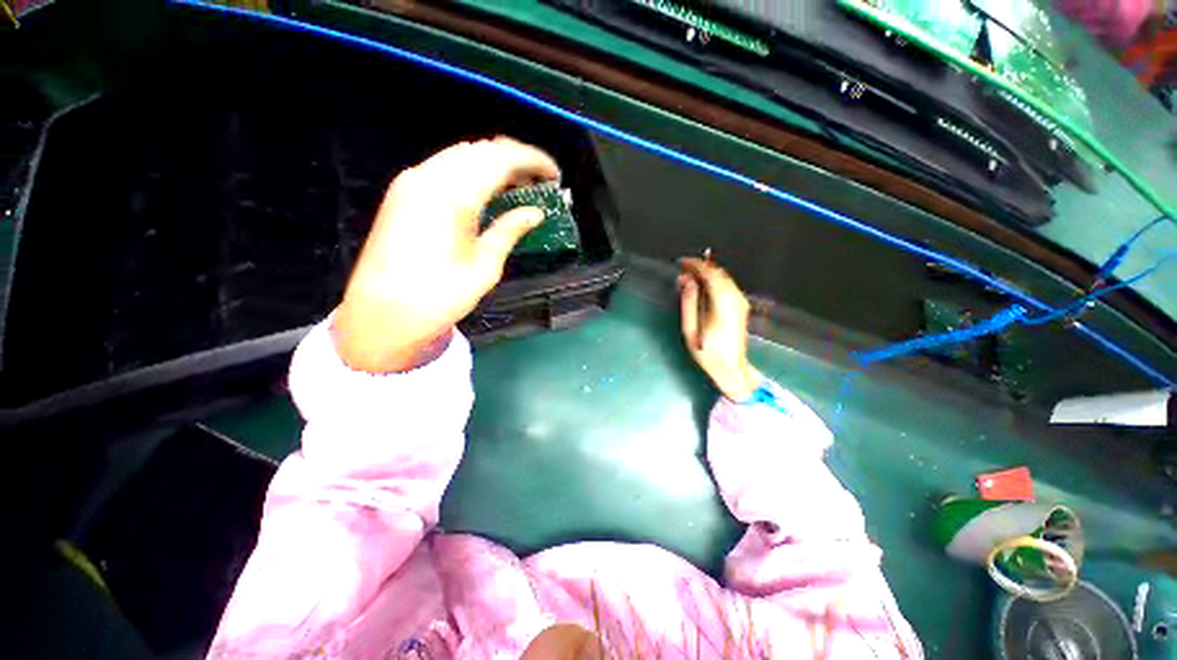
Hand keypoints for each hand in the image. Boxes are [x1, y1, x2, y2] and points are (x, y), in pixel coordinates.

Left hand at [333, 138, 559, 372]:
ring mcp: (411, 181)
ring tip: (517, 188)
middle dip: (515, 159)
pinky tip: (485, 193)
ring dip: (493, 164)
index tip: (555, 175)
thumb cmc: (438, 298)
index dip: (533, 161)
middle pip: (481, 150)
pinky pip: (445, 167)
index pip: (501, 159)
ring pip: (462, 155)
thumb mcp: (484, 268)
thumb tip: (535, 212)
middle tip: (539, 183)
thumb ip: (508, 231)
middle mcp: (430, 177)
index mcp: (453, 197)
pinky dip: (471, 172)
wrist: (381, 315)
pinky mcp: (402, 192)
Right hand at [678, 257, 762, 400]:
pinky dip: (714, 279)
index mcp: (723, 305)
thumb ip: (689, 302)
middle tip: (683, 268)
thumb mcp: (690, 329)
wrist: (731, 368)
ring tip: (690, 275)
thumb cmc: (707, 351)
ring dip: (707, 272)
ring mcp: (741, 302)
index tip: (682, 262)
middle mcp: (736, 300)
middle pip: (719, 273)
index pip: (711, 275)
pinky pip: (728, 284)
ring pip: (725, 277)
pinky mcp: (741, 305)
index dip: (696, 264)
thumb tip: (687, 280)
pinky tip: (703, 284)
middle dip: (701, 266)